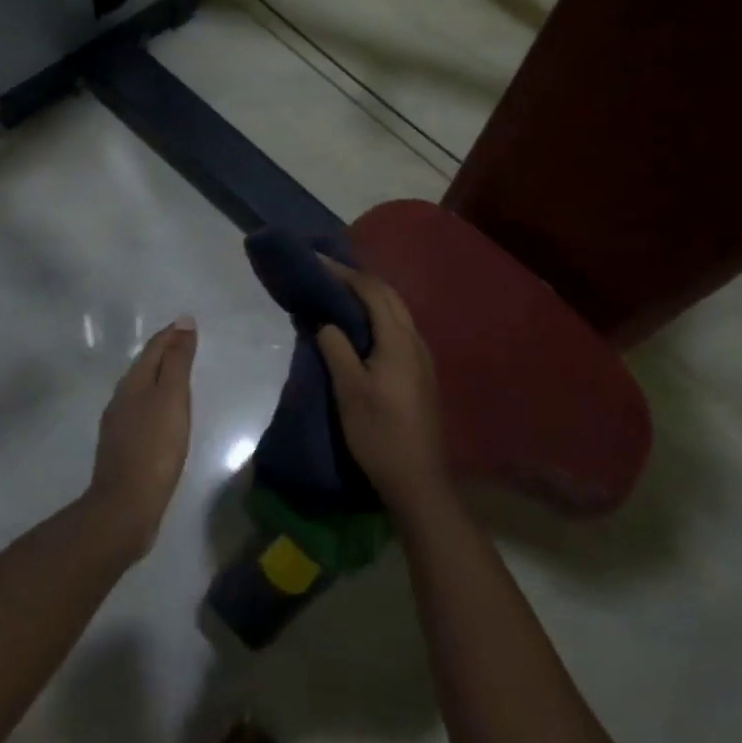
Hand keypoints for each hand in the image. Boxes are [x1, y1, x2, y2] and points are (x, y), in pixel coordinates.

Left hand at [88, 317, 196, 558]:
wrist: (125, 508)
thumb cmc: (155, 448)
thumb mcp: (172, 398)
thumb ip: (178, 361)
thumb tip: (183, 322)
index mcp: (133, 383)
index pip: (153, 348)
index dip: (171, 334)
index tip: (189, 324)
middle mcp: (121, 399)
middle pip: (145, 366)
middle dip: (165, 352)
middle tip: (188, 345)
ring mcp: (118, 425)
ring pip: (141, 390)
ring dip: (160, 378)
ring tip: (180, 377)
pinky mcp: (123, 448)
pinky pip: (141, 412)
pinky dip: (156, 402)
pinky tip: (165, 416)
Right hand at [316, 262, 452, 520]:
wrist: (419, 480)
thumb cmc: (379, 434)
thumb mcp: (349, 391)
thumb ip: (336, 349)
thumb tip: (325, 322)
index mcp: (399, 340)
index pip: (373, 292)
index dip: (345, 274)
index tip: (319, 262)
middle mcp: (416, 341)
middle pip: (389, 296)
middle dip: (359, 280)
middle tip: (328, 273)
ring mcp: (422, 357)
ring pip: (397, 312)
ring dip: (371, 297)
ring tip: (340, 294)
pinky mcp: (422, 373)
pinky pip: (399, 329)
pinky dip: (378, 316)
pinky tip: (362, 328)